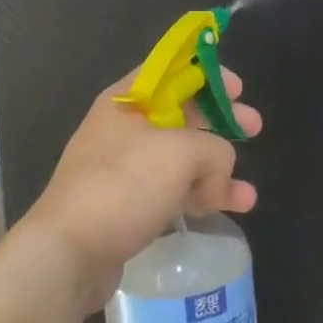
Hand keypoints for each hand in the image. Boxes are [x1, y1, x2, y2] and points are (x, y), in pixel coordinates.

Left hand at [23, 71, 261, 309]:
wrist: (68, 252)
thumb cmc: (123, 186)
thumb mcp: (179, 153)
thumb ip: (214, 149)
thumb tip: (219, 171)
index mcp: (128, 100)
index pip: (171, 71)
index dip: (207, 74)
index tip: (238, 89)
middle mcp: (124, 128)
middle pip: (182, 114)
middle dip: (220, 122)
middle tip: (254, 128)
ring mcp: (125, 168)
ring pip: (181, 158)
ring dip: (217, 169)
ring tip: (244, 193)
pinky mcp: (129, 204)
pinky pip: (173, 190)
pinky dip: (201, 196)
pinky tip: (231, 209)